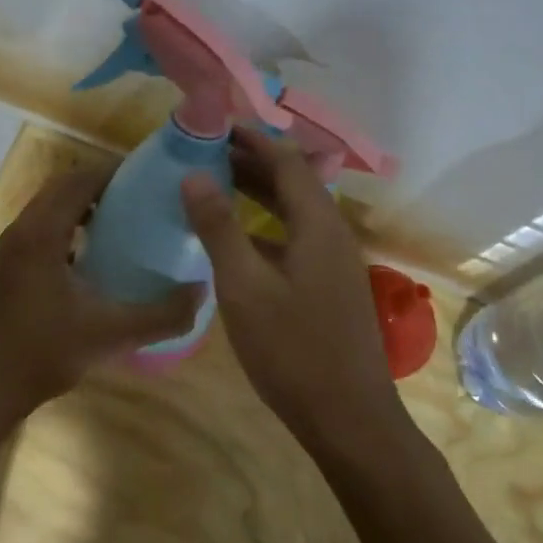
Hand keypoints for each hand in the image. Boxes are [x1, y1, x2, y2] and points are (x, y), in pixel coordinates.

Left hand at [0, 163, 200, 440]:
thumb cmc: (42, 354)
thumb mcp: (110, 335)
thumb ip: (161, 315)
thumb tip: (202, 291)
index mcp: (41, 233)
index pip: (80, 181)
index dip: (116, 173)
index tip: (153, 178)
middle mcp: (22, 231)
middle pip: (64, 188)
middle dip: (103, 186)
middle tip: (145, 199)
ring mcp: (11, 249)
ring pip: (51, 208)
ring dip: (85, 206)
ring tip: (127, 221)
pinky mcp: (9, 267)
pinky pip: (43, 229)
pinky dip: (70, 227)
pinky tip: (98, 255)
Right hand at [181, 128, 398, 441]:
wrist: (348, 417)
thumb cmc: (292, 350)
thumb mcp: (245, 287)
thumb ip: (219, 228)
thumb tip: (194, 175)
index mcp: (318, 225)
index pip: (287, 161)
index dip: (252, 139)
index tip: (215, 125)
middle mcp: (332, 234)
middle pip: (294, 182)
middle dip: (252, 162)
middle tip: (206, 152)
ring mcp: (334, 263)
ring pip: (295, 212)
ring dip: (259, 194)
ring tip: (215, 184)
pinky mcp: (329, 288)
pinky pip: (295, 239)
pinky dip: (265, 226)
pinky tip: (238, 241)